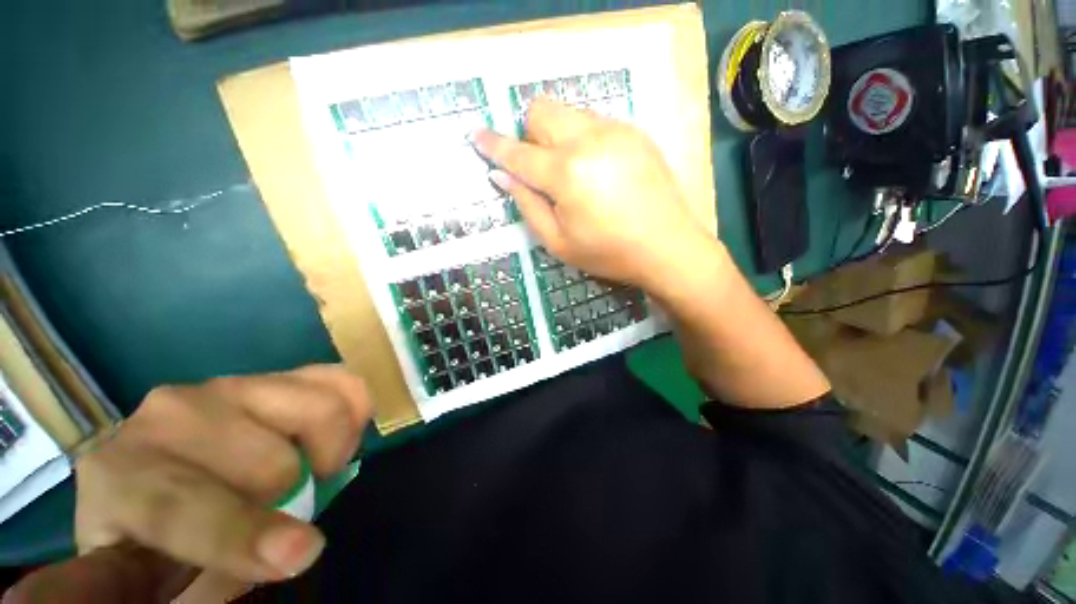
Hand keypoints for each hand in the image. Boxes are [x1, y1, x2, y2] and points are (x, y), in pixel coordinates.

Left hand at [7, 365, 371, 602]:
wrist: (155, 473)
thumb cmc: (156, 540)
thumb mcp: (161, 580)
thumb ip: (197, 581)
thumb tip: (275, 558)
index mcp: (122, 480)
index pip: (184, 507)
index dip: (243, 533)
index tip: (300, 553)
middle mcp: (171, 415)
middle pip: (270, 459)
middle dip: (292, 496)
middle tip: (287, 509)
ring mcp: (230, 384)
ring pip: (317, 407)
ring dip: (331, 449)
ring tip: (316, 470)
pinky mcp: (274, 373)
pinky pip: (338, 380)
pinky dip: (354, 408)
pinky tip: (339, 435)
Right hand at [473, 98, 710, 293]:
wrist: (668, 247)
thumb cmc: (608, 253)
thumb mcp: (558, 242)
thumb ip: (527, 205)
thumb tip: (502, 175)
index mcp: (566, 174)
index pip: (518, 152)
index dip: (494, 145)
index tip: (477, 135)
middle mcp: (589, 140)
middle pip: (542, 110)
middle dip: (530, 134)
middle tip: (540, 168)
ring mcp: (616, 131)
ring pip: (569, 112)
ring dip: (557, 135)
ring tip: (573, 173)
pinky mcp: (635, 132)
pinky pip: (594, 121)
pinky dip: (582, 139)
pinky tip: (597, 170)